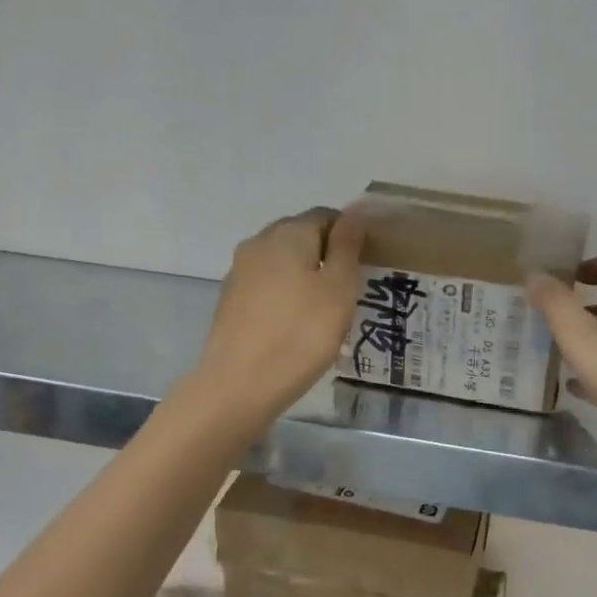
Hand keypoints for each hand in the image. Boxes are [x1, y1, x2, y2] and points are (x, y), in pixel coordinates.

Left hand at [194, 207, 363, 423]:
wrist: (239, 385)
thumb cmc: (301, 335)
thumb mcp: (339, 289)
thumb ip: (347, 246)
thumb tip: (353, 212)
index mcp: (289, 233)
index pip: (326, 216)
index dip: (350, 235)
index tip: (366, 266)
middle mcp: (258, 242)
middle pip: (301, 236)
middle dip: (326, 255)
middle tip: (349, 290)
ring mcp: (239, 271)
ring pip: (282, 262)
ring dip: (305, 276)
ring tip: (325, 311)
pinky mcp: (230, 300)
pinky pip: (267, 286)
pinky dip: (285, 296)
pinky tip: (296, 325)